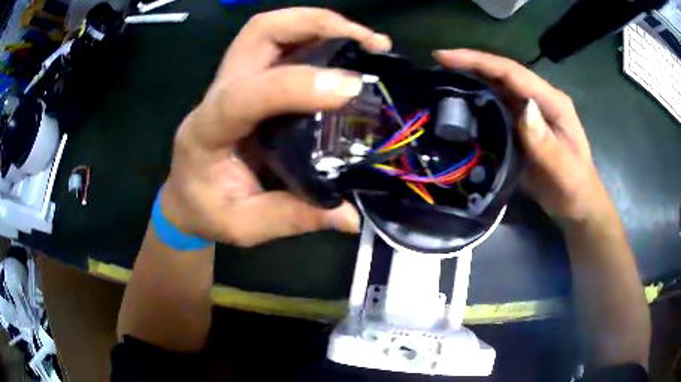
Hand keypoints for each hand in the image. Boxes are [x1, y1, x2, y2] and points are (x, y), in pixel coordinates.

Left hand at [161, 8, 391, 245]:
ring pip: (270, 28)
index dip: (294, 86)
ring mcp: (233, 79)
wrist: (186, 196)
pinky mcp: (250, 79)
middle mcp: (218, 93)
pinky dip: (318, 37)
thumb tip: (350, 218)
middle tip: (366, 42)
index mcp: (206, 133)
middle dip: (314, 24)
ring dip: (320, 24)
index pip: (243, 96)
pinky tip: (348, 51)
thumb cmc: (207, 211)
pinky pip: (282, 43)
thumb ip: (292, 218)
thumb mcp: (244, 226)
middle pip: (258, 32)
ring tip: (367, 42)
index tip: (350, 90)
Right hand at [434, 49, 612, 223]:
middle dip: (470, 64)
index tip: (445, 57)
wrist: (576, 203)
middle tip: (438, 63)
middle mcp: (540, 99)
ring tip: (442, 77)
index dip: (479, 62)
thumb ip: (546, 143)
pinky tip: (461, 102)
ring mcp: (531, 111)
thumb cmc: (573, 188)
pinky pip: (497, 105)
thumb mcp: (563, 171)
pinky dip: (478, 98)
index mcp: (552, 102)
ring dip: (472, 78)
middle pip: (502, 73)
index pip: (513, 73)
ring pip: (498, 86)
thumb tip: (523, 109)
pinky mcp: (522, 124)